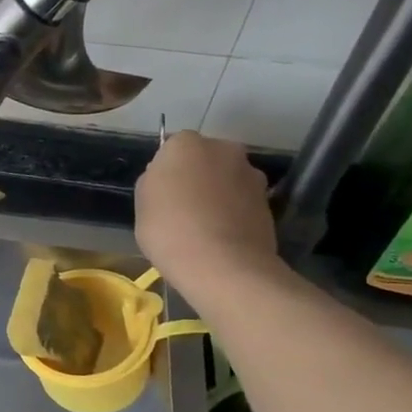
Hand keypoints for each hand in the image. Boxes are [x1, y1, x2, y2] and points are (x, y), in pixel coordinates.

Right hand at [135, 132, 281, 289]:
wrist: (223, 267)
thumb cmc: (169, 230)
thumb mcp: (142, 204)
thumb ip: (154, 182)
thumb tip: (169, 181)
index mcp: (186, 144)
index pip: (173, 149)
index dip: (167, 172)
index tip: (162, 195)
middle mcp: (224, 149)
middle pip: (206, 160)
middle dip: (198, 177)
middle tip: (184, 208)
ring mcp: (251, 175)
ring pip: (227, 180)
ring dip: (219, 195)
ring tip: (206, 227)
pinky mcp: (269, 203)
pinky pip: (243, 202)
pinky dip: (235, 213)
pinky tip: (223, 238)